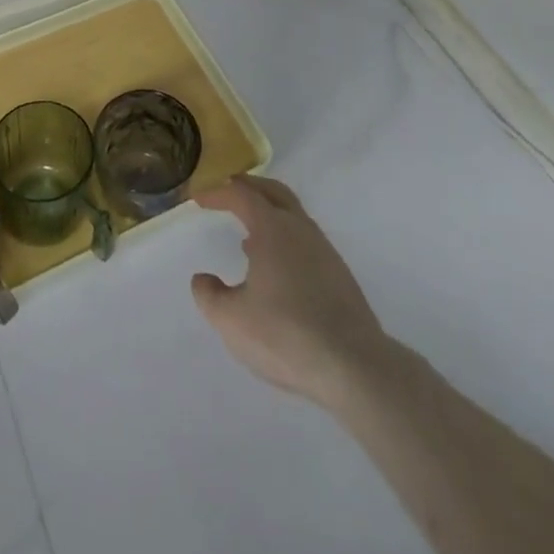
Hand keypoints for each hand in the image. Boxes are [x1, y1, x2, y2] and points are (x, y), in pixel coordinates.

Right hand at [192, 175, 391, 408]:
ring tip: (248, 235)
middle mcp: (300, 228)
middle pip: (273, 192)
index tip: (199, 198)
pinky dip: (285, 238)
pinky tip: (277, 269)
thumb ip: (210, 296)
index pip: (241, 194)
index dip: (218, 192)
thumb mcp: (232, 320)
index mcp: (272, 228)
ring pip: (293, 215)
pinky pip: (305, 240)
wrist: (354, 366)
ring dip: (269, 214)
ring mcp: (324, 250)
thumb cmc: (285, 335)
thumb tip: (202, 280)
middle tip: (228, 191)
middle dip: (249, 187)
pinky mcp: (339, 275)